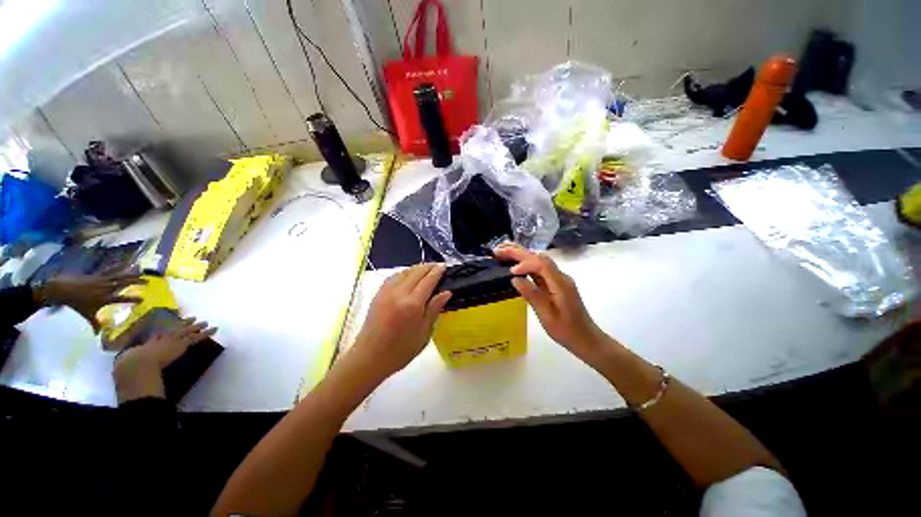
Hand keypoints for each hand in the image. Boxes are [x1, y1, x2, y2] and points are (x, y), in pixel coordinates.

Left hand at [37, 273, 146, 331]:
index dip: (133, 299)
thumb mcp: (86, 315)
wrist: (63, 290)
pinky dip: (118, 268)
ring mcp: (103, 280)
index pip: (122, 299)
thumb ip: (94, 324)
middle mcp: (106, 289)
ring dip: (131, 274)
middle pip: (124, 284)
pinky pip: (111, 271)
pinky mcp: (98, 275)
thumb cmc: (76, 304)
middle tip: (148, 281)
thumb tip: (98, 335)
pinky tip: (124, 265)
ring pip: (120, 276)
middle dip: (136, 282)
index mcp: (105, 299)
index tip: (143, 300)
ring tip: (141, 272)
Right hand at [113, 317, 216, 402]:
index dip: (163, 331)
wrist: (138, 363)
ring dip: (198, 325)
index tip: (166, 327)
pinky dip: (207, 333)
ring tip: (205, 322)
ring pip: (188, 330)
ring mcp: (172, 339)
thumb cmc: (130, 367)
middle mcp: (161, 338)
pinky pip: (197, 337)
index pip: (157, 334)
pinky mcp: (182, 344)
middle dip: (183, 323)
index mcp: (148, 343)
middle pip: (175, 328)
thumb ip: (126, 365)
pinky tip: (215, 329)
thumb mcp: (126, 364)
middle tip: (191, 318)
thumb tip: (121, 371)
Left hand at [349, 263, 451, 379]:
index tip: (445, 266)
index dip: (437, 271)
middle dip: (428, 267)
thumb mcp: (424, 332)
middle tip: (438, 266)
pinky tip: (408, 276)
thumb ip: (434, 309)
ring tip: (426, 269)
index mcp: (412, 304)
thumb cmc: (401, 350)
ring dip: (416, 268)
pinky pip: (393, 277)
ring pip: (404, 272)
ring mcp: (386, 292)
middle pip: (416, 272)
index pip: (428, 280)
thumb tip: (446, 292)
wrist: (369, 358)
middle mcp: (399, 293)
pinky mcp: (378, 294)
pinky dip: (404, 272)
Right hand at [494, 244, 606, 361]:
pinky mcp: (555, 283)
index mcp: (560, 283)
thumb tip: (515, 279)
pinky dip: (526, 264)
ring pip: (539, 261)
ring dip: (521, 255)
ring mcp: (558, 279)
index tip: (510, 271)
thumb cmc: (566, 330)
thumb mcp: (546, 315)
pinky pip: (539, 269)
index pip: (541, 264)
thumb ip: (532, 295)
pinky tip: (516, 264)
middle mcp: (560, 276)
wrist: (585, 338)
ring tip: (503, 251)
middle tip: (499, 250)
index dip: (525, 263)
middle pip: (539, 258)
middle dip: (519, 252)